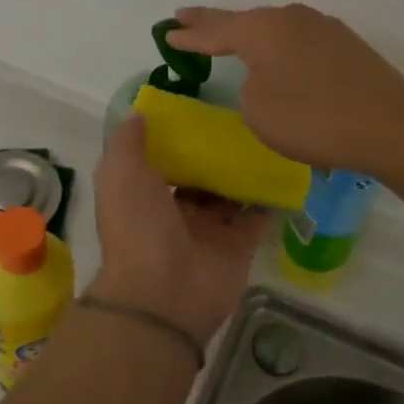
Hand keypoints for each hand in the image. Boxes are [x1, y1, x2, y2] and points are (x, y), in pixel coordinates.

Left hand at [92, 115, 272, 345]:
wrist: (164, 291)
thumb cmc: (138, 226)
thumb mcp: (120, 173)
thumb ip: (129, 142)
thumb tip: (139, 113)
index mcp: (144, 196)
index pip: (163, 162)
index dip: (177, 139)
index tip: (198, 111)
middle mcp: (176, 213)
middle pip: (199, 177)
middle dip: (215, 154)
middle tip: (239, 121)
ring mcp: (209, 231)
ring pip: (229, 194)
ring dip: (244, 171)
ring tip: (265, 137)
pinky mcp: (239, 246)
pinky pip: (257, 217)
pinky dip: (269, 198)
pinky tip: (283, 169)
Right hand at [166, 3, 403, 176]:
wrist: (391, 126)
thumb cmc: (314, 119)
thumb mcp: (258, 110)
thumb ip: (248, 88)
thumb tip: (265, 78)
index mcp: (264, 29)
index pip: (216, 30)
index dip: (190, 34)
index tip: (167, 30)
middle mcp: (292, 19)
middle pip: (245, 21)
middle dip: (215, 23)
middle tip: (187, 18)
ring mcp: (323, 29)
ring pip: (275, 30)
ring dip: (251, 36)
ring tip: (231, 37)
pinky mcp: (346, 46)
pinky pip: (299, 43)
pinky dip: (280, 50)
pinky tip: (280, 59)